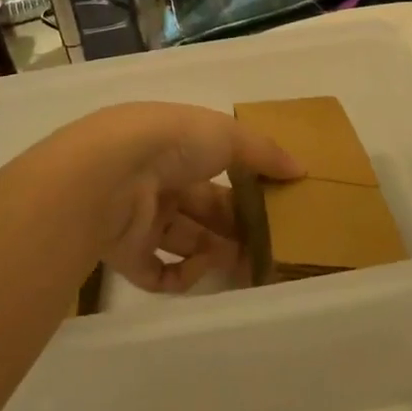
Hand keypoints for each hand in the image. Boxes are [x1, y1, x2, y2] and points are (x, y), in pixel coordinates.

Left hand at [44, 103, 302, 292]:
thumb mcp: (228, 135)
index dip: (245, 188)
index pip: (216, 170)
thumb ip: (265, 154)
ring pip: (184, 241)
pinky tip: (203, 268)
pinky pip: (159, 273)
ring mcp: (138, 219)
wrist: (109, 173)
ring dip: (217, 253)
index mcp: (175, 148)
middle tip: (269, 245)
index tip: (274, 206)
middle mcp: (157, 182)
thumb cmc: (171, 143)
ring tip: (248, 264)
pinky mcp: (125, 254)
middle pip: (203, 210)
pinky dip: (184, 275)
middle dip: (236, 226)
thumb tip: (301, 169)